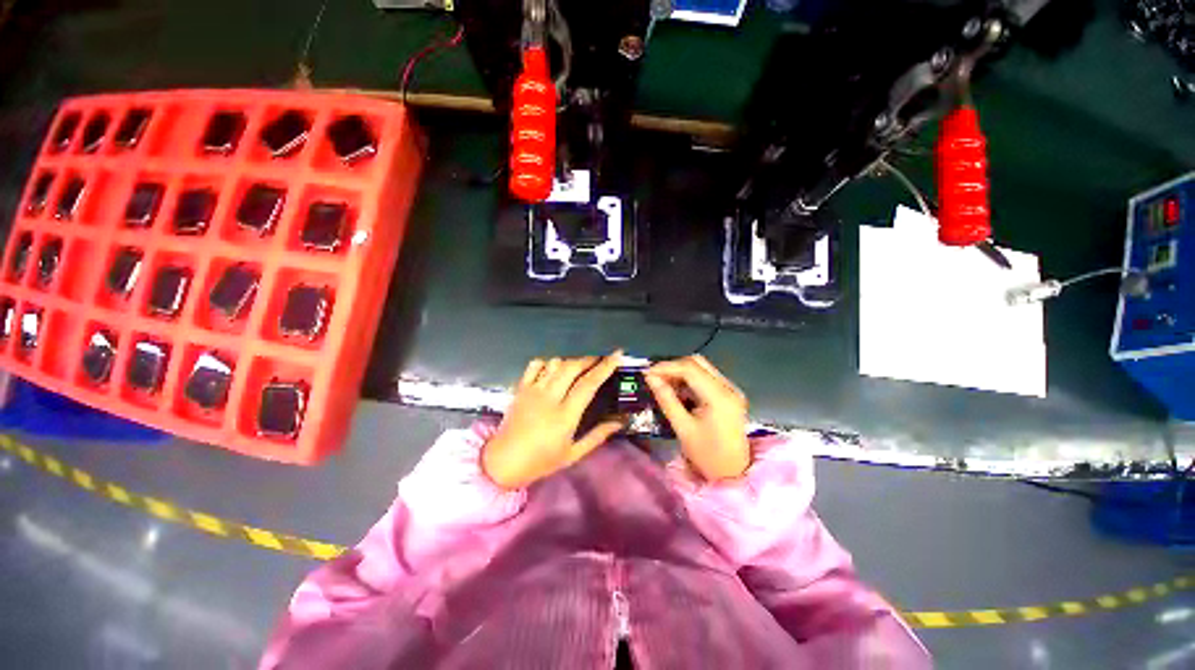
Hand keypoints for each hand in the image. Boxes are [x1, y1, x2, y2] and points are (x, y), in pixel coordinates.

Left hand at [482, 353, 623, 488]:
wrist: (503, 462)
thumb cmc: (541, 461)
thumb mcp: (573, 454)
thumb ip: (598, 436)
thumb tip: (619, 422)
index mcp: (565, 415)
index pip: (588, 384)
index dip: (604, 367)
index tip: (617, 355)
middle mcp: (549, 397)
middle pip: (572, 367)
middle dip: (589, 359)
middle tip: (600, 360)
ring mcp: (533, 390)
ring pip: (555, 363)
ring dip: (570, 361)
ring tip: (580, 366)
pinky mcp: (521, 388)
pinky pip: (535, 365)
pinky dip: (548, 362)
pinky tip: (554, 368)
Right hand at [646, 355, 749, 481]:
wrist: (734, 475)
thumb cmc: (707, 456)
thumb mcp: (683, 428)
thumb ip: (666, 399)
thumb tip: (651, 378)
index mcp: (719, 396)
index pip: (690, 368)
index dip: (666, 367)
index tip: (647, 373)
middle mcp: (728, 387)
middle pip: (697, 362)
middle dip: (673, 366)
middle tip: (655, 377)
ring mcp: (731, 390)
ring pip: (702, 368)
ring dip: (681, 372)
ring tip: (663, 383)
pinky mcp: (729, 395)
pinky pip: (706, 377)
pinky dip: (690, 379)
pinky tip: (678, 390)